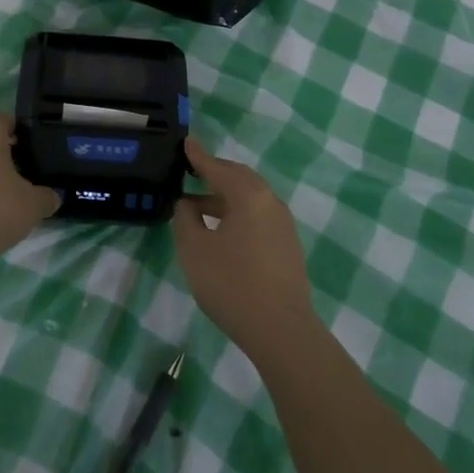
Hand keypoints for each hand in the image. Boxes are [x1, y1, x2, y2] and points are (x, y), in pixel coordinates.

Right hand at [173, 138, 317, 357]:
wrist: (281, 330)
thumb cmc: (232, 283)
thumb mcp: (195, 249)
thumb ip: (186, 219)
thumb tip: (187, 204)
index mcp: (249, 196)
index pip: (218, 167)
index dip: (198, 156)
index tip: (186, 142)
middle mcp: (270, 202)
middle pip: (239, 178)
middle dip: (215, 173)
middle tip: (192, 171)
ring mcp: (283, 225)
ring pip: (249, 199)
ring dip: (224, 197)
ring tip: (197, 207)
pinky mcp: (287, 246)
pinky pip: (257, 217)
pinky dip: (237, 214)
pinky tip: (221, 231)